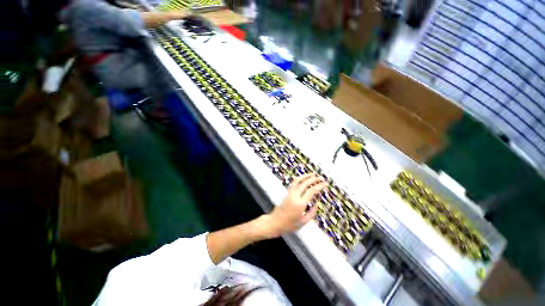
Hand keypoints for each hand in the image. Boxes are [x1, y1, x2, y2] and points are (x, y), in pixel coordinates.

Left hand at [261, 174, 327, 238]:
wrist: (275, 222)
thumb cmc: (288, 225)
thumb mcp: (303, 222)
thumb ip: (312, 213)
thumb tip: (316, 205)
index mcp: (300, 204)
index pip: (311, 191)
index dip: (319, 186)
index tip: (325, 184)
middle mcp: (295, 196)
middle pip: (305, 183)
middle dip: (314, 179)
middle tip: (321, 178)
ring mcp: (290, 193)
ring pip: (298, 180)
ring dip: (306, 176)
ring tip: (312, 174)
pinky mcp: (287, 193)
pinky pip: (293, 183)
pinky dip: (299, 178)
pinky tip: (303, 178)